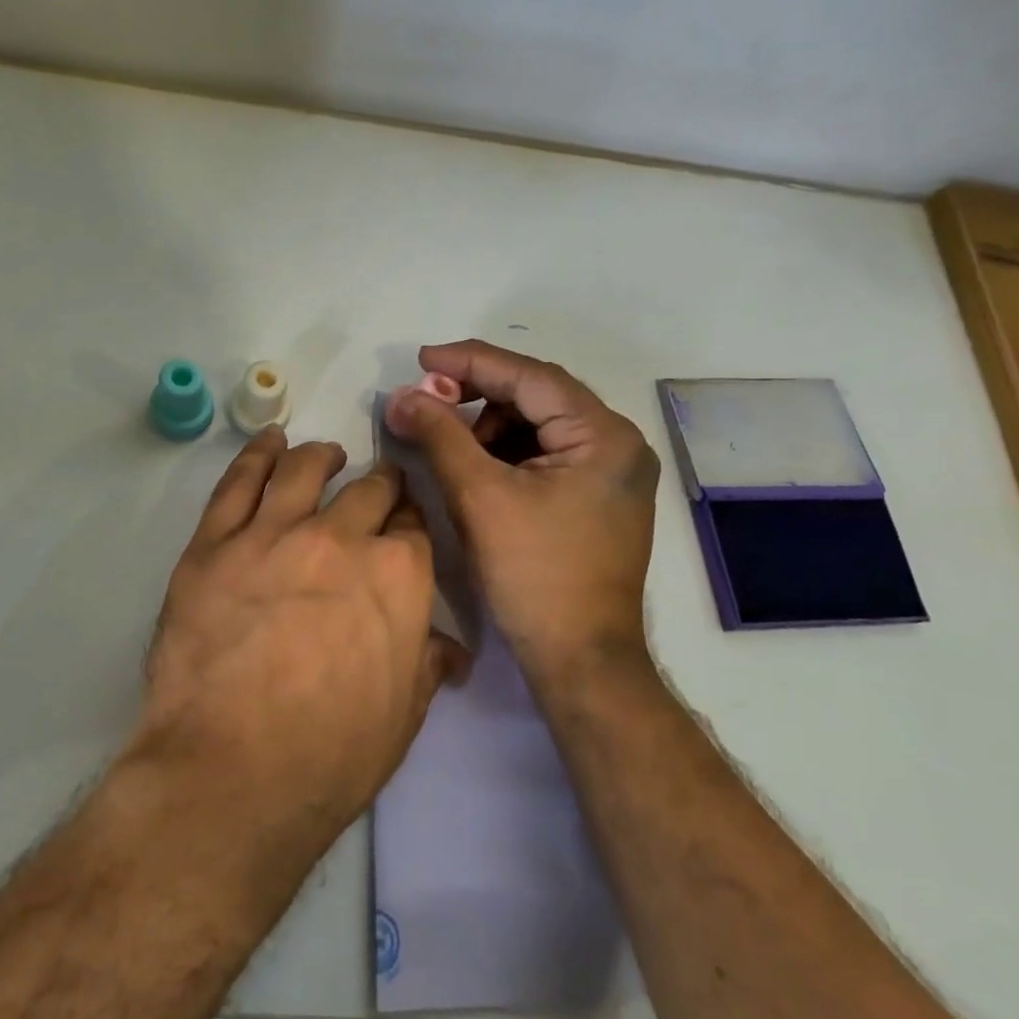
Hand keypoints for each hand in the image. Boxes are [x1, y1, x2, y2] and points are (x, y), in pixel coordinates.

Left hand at [133, 427, 466, 837]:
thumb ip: (426, 662)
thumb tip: (449, 647)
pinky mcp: (214, 544)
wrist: (231, 773)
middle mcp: (341, 539)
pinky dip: (257, 454)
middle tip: (374, 490)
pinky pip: (238, 482)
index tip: (403, 526)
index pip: (414, 528)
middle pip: (368, 491)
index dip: (410, 524)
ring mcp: (272, 534)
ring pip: (303, 470)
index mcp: (398, 576)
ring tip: (325, 454)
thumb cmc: (331, 756)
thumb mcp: (403, 714)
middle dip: (378, 487)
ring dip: (321, 457)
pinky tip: (268, 443)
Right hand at [386, 340, 658, 689]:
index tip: (421, 359)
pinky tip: (474, 467)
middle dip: (477, 397)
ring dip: (488, 427)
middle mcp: (617, 445)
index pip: (530, 376)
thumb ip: (440, 435)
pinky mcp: (596, 498)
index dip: (470, 362)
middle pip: (536, 397)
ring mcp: (611, 474)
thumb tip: (402, 395)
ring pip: (537, 426)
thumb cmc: (534, 575)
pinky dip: (505, 453)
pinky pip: (544, 455)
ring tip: (447, 444)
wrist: (579, 658)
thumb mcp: (479, 497)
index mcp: (603, 436)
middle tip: (427, 403)